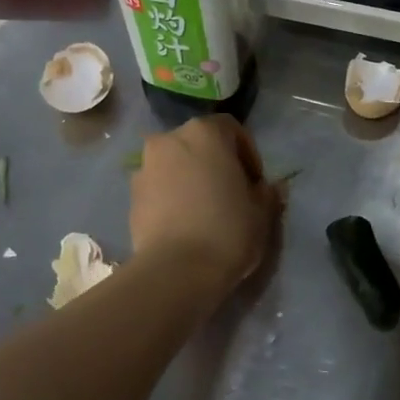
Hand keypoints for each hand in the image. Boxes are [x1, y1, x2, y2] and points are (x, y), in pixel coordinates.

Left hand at [129, 115, 279, 295]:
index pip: (231, 128)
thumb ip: (267, 193)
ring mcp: (145, 167)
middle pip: (198, 143)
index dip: (247, 153)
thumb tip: (268, 188)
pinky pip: (158, 187)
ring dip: (190, 178)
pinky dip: (171, 197)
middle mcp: (170, 140)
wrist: (175, 270)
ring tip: (204, 210)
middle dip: (215, 163)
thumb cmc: (227, 230)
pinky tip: (184, 224)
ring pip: (175, 164)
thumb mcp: (262, 212)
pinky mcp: (131, 196)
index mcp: (205, 133)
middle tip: (230, 193)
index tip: (255, 182)